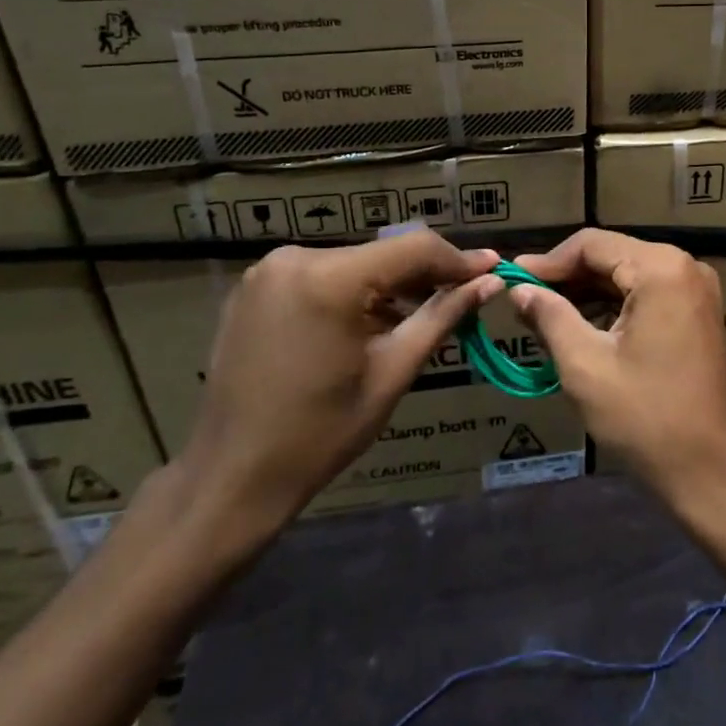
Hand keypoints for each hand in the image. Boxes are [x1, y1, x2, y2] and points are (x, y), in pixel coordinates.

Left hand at [178, 229, 502, 541]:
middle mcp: (294, 258)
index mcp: (329, 278)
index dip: (458, 260)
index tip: (494, 271)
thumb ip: (443, 316)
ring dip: (390, 286)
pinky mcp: (254, 288)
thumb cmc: (320, 433)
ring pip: (354, 264)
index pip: (414, 248)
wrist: (231, 477)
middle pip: (382, 254)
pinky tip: (371, 325)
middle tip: (464, 299)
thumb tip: (491, 281)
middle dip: (425, 275)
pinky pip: (321, 276)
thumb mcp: (393, 372)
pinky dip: (353, 294)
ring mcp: (267, 271)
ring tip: (421, 317)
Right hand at [510, 229, 725, 509]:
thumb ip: (550, 316)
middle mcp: (685, 267)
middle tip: (524, 299)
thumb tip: (520, 289)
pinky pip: (648, 294)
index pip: (592, 244)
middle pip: (612, 255)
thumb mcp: (585, 365)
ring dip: (588, 292)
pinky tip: (582, 324)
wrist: (709, 470)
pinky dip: (614, 306)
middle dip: (567, 277)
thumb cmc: (644, 416)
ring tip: (544, 314)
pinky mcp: (699, 314)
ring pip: (628, 275)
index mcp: (661, 268)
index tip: (513, 280)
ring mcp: (697, 290)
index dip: (548, 261)